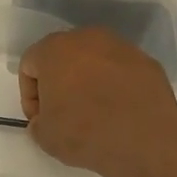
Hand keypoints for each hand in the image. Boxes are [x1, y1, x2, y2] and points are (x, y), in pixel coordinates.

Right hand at [18, 27, 176, 176]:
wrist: (144, 138)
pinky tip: (117, 112)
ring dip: (87, 83)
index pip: (30, 65)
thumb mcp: (44, 136)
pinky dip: (114, 87)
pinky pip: (120, 72)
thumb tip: (45, 119)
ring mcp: (121, 47)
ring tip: (92, 114)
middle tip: (62, 113)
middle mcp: (87, 38)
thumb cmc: (83, 132)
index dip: (29, 95)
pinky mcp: (146, 61)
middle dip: (58, 83)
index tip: (39, 118)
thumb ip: (37, 122)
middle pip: (62, 57)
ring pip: (93, 62)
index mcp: (55, 50)